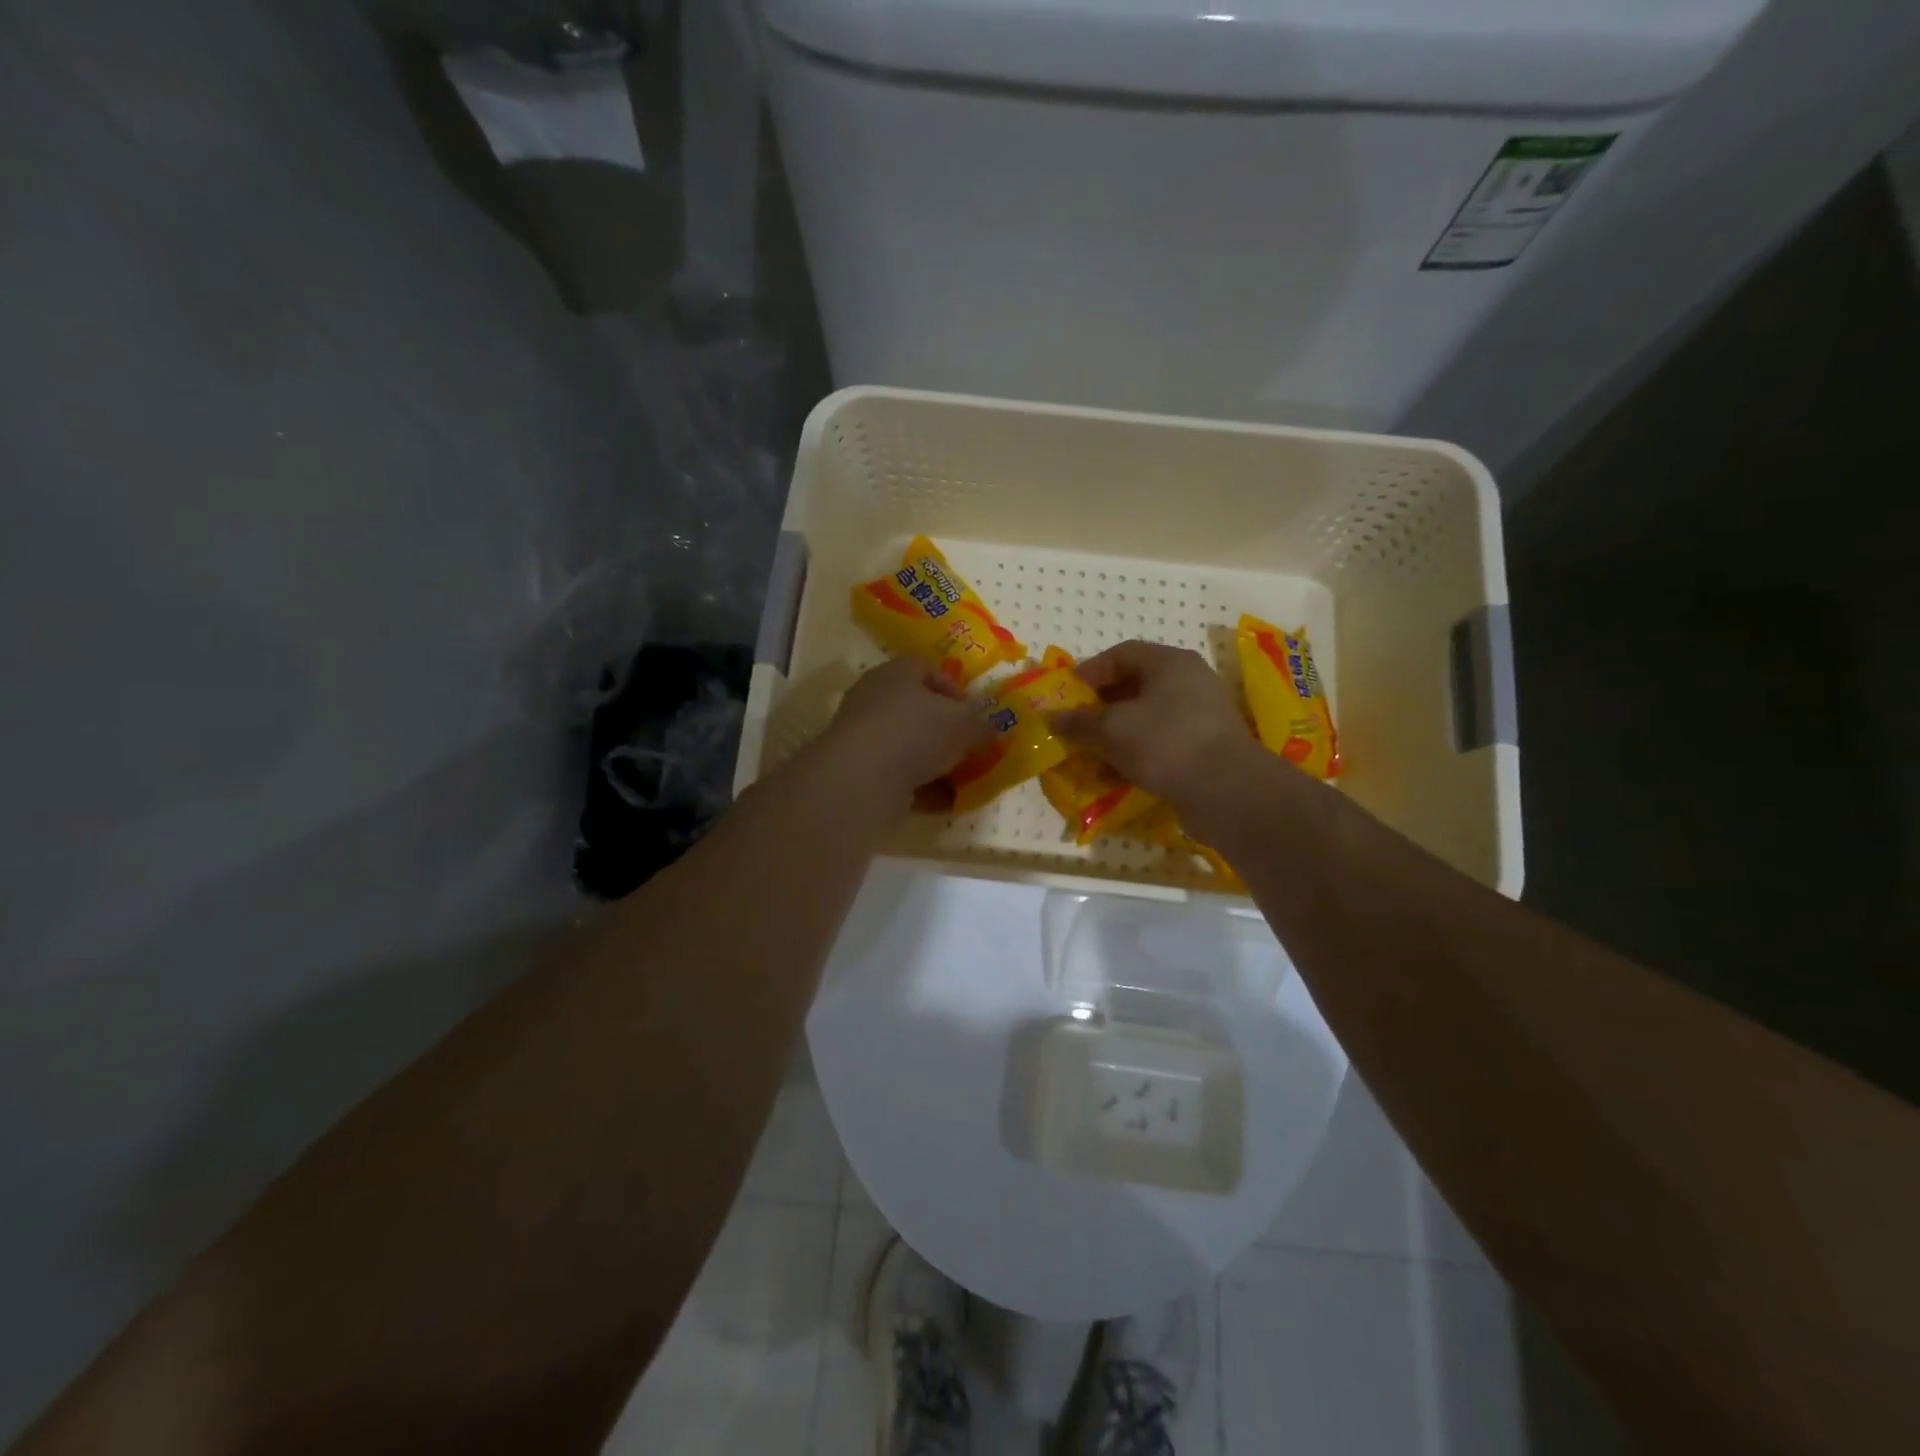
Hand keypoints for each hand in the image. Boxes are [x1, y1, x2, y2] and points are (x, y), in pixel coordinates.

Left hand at [818, 656, 992, 808]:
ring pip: (908, 746)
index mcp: (897, 673)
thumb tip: (992, 725)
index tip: (974, 713)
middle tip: (970, 747)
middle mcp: (875, 699)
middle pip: (916, 710)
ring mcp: (864, 737)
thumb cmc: (916, 733)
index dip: (954, 689)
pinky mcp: (859, 772)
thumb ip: (982, 723)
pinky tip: (944, 802)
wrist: (861, 779)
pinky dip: (921, 788)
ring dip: (935, 762)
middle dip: (946, 731)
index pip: (926, 669)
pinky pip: (898, 777)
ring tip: (963, 779)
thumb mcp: (964, 724)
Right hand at [1053, 640, 1262, 808]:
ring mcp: (1201, 716)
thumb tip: (1052, 717)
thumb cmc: (1164, 742)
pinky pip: (1163, 742)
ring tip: (1093, 752)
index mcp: (1169, 663)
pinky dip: (1138, 753)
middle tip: (1078, 723)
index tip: (1069, 693)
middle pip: (1137, 684)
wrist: (1226, 789)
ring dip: (1118, 733)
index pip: (1123, 653)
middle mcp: (1189, 681)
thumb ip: (1079, 722)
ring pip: (1149, 717)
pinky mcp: (1205, 748)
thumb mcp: (1111, 729)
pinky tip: (1118, 774)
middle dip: (1102, 705)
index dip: (1092, 670)